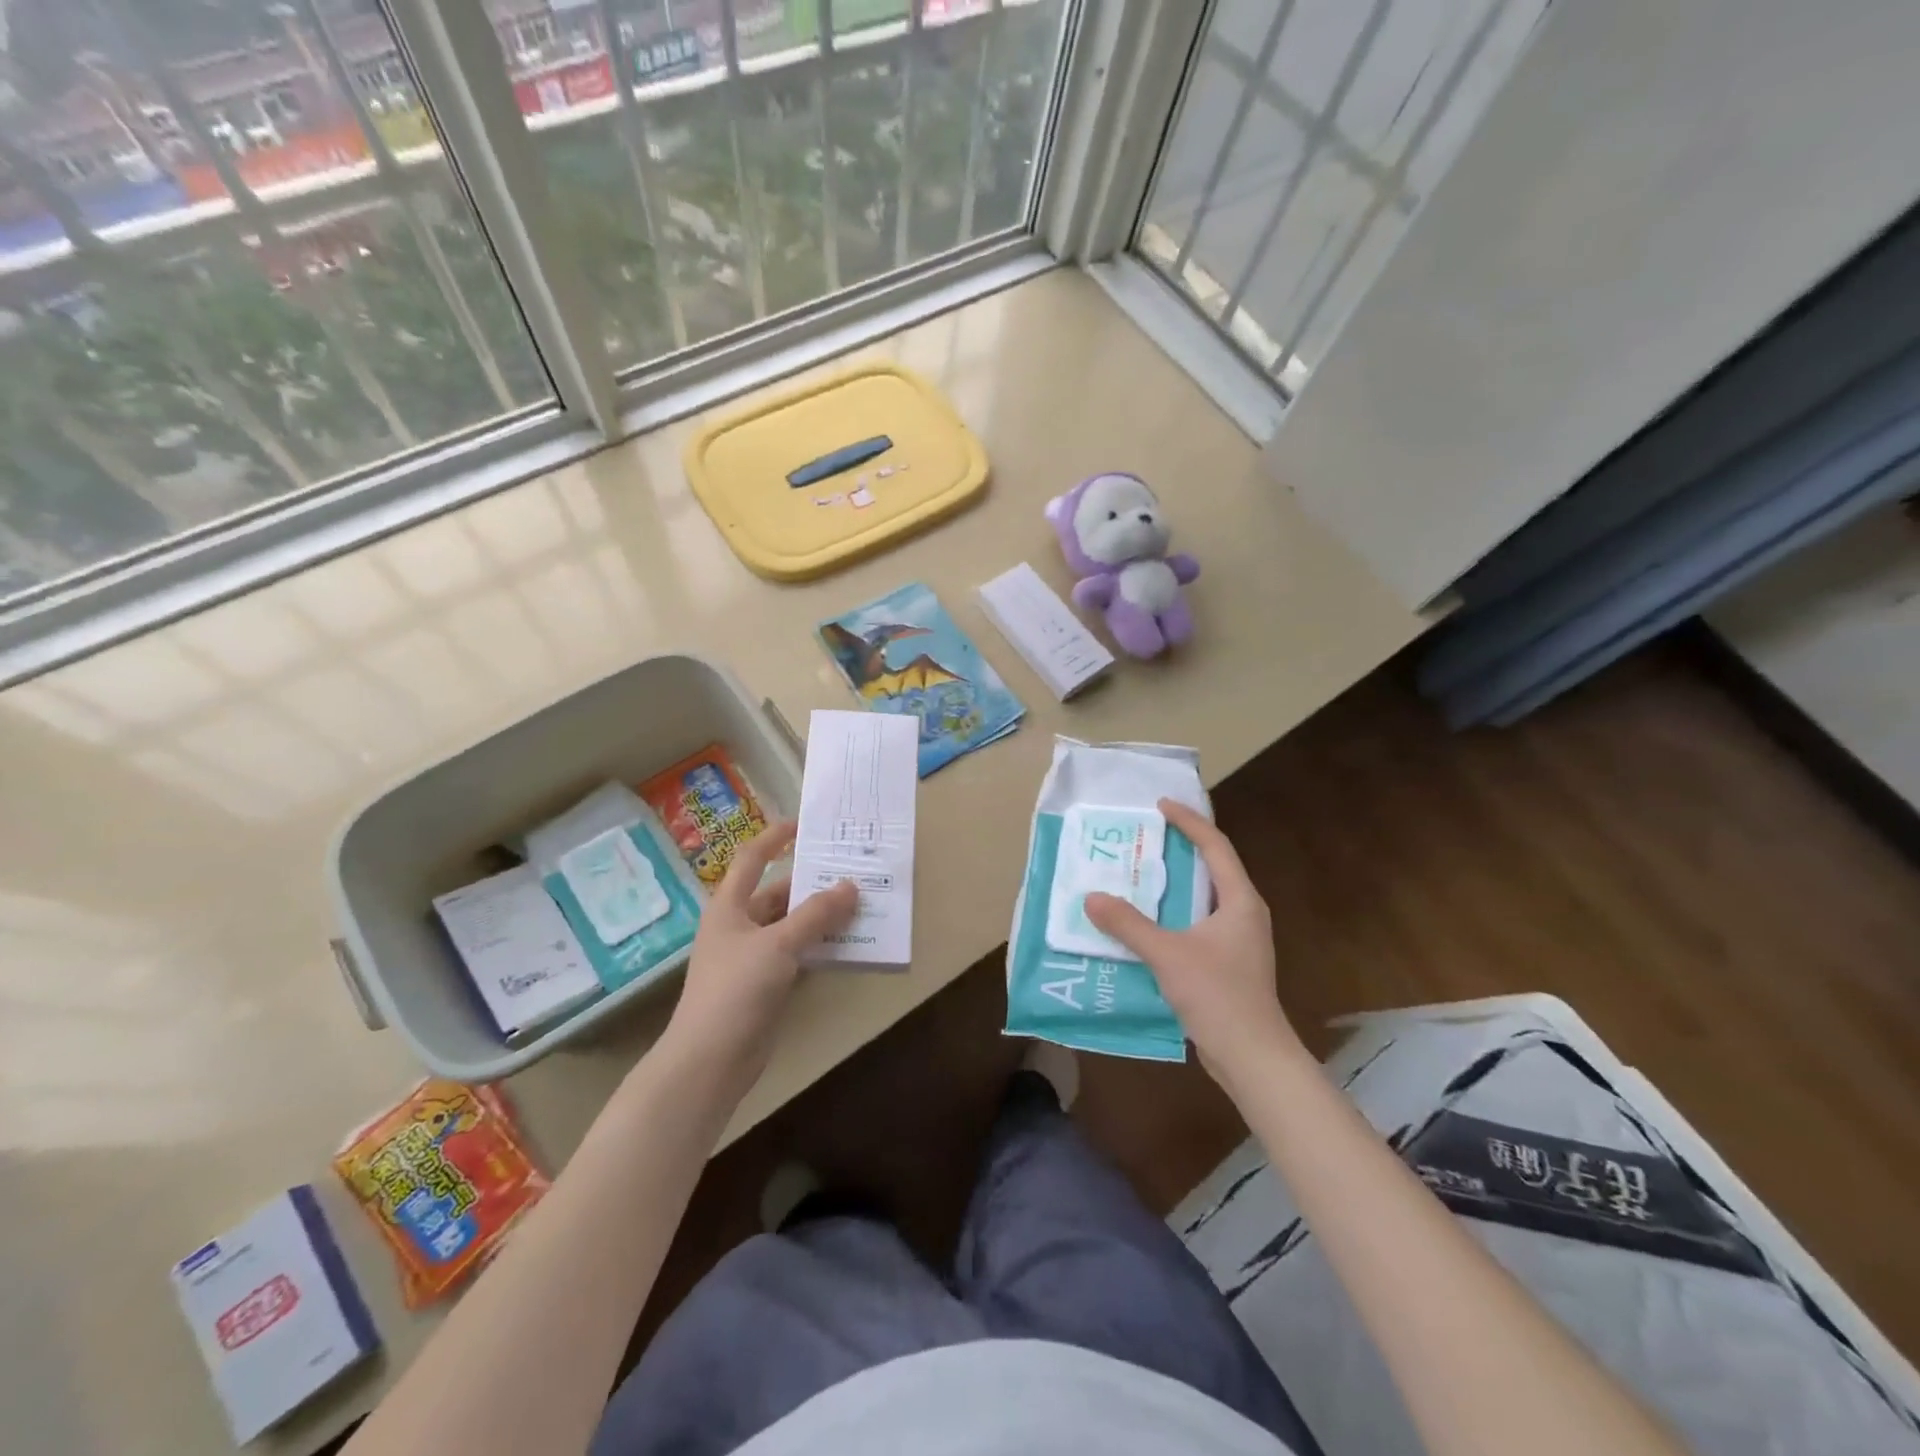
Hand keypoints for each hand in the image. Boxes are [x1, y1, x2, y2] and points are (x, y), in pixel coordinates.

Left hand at [664, 821, 857, 1082]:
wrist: (710, 1061)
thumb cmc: (736, 990)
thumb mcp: (778, 944)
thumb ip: (816, 915)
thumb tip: (850, 886)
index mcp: (729, 907)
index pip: (752, 858)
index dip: (775, 837)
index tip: (805, 824)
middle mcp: (739, 926)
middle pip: (778, 892)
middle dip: (811, 881)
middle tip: (850, 868)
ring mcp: (752, 957)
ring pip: (791, 924)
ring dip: (820, 915)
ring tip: (859, 901)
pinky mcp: (766, 984)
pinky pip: (797, 953)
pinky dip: (819, 945)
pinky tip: (848, 942)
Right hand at [1084, 799, 1304, 1089]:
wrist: (1252, 1056)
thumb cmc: (1218, 995)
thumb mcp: (1167, 954)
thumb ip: (1128, 925)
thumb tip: (1091, 898)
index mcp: (1239, 901)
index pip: (1215, 846)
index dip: (1190, 821)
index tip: (1162, 805)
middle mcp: (1243, 913)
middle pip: (1212, 868)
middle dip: (1180, 849)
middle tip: (1145, 837)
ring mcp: (1238, 941)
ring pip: (1203, 899)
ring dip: (1174, 885)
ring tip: (1138, 875)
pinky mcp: (1228, 963)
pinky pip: (1197, 924)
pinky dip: (1173, 915)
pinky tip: (1145, 925)